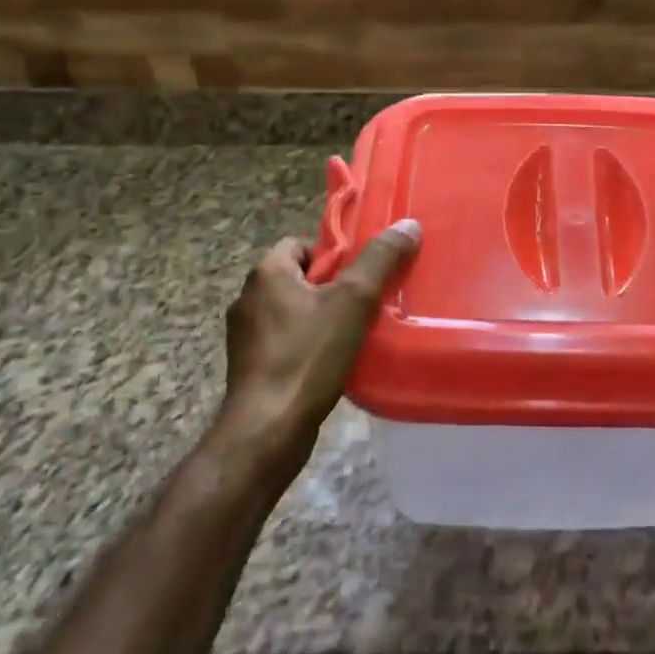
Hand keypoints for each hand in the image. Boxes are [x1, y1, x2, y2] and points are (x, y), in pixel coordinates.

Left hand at [213, 219, 421, 482]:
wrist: (268, 429)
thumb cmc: (308, 356)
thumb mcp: (353, 301)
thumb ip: (380, 260)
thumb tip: (408, 224)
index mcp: (266, 273)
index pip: (302, 244)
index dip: (335, 255)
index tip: (363, 275)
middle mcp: (248, 298)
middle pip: (301, 278)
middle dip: (334, 288)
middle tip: (368, 304)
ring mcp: (246, 336)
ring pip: (294, 313)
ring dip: (323, 319)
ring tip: (357, 334)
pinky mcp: (251, 368)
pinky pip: (287, 343)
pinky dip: (310, 347)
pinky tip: (336, 363)